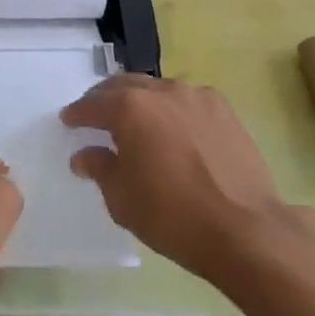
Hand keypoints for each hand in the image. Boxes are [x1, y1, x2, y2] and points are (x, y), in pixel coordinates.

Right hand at [62, 76, 284, 281]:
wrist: (246, 230)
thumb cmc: (173, 217)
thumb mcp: (123, 200)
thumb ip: (100, 168)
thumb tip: (84, 155)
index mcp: (129, 108)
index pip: (93, 104)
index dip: (77, 113)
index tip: (68, 120)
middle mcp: (160, 91)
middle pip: (123, 86)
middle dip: (105, 99)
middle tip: (96, 115)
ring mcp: (195, 96)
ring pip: (157, 89)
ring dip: (140, 101)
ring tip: (137, 121)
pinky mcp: (223, 108)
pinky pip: (187, 100)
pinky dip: (172, 109)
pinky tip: (175, 130)